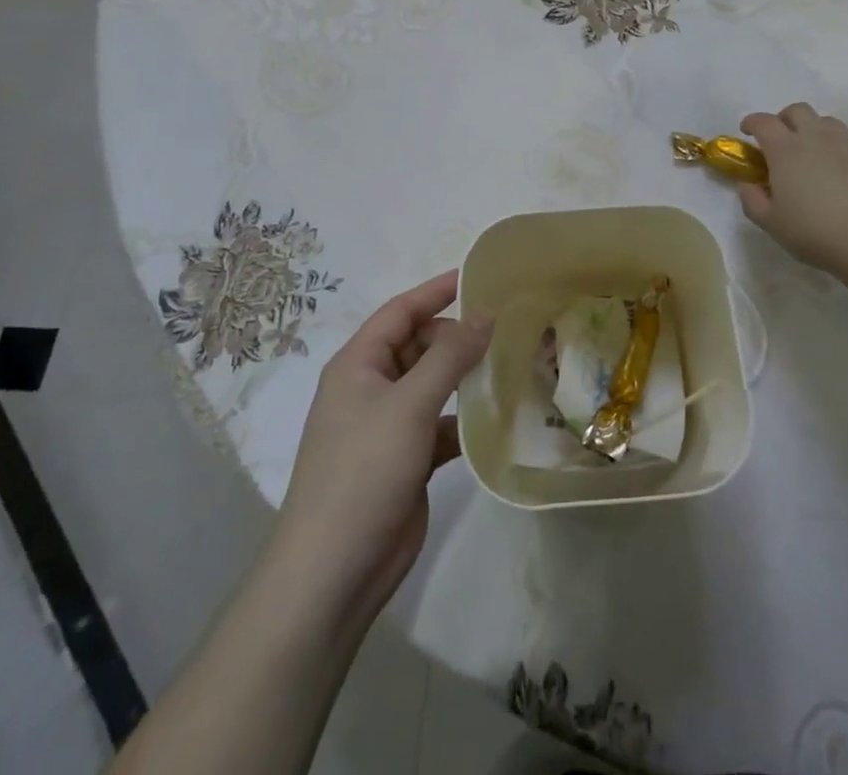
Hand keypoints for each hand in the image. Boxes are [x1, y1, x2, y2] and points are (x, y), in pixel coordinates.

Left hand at [276, 271, 489, 627]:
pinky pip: (441, 423)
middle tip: (507, 328)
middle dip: (458, 336)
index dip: (437, 290)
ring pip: (433, 385)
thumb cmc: (363, 471)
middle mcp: (371, 388)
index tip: (479, 276)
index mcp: (358, 365)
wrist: (334, 571)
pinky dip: (466, 418)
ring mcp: (388, 426)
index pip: (401, 311)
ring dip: (465, 376)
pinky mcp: (407, 459)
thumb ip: (450, 356)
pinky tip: (499, 416)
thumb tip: (485, 314)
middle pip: (419, 345)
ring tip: (512, 363)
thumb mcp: (409, 404)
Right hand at [737, 103, 847, 279]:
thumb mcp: (771, 224)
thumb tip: (746, 183)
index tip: (747, 132)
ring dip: (814, 129)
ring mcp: (847, 142)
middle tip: (781, 140)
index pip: (763, 122)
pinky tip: (844, 167)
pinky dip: (842, 146)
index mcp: (785, 150)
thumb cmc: (816, 233)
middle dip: (784, 119)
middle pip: (797, 110)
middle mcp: (815, 137)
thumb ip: (751, 200)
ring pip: (826, 121)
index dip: (752, 122)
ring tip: (814, 153)